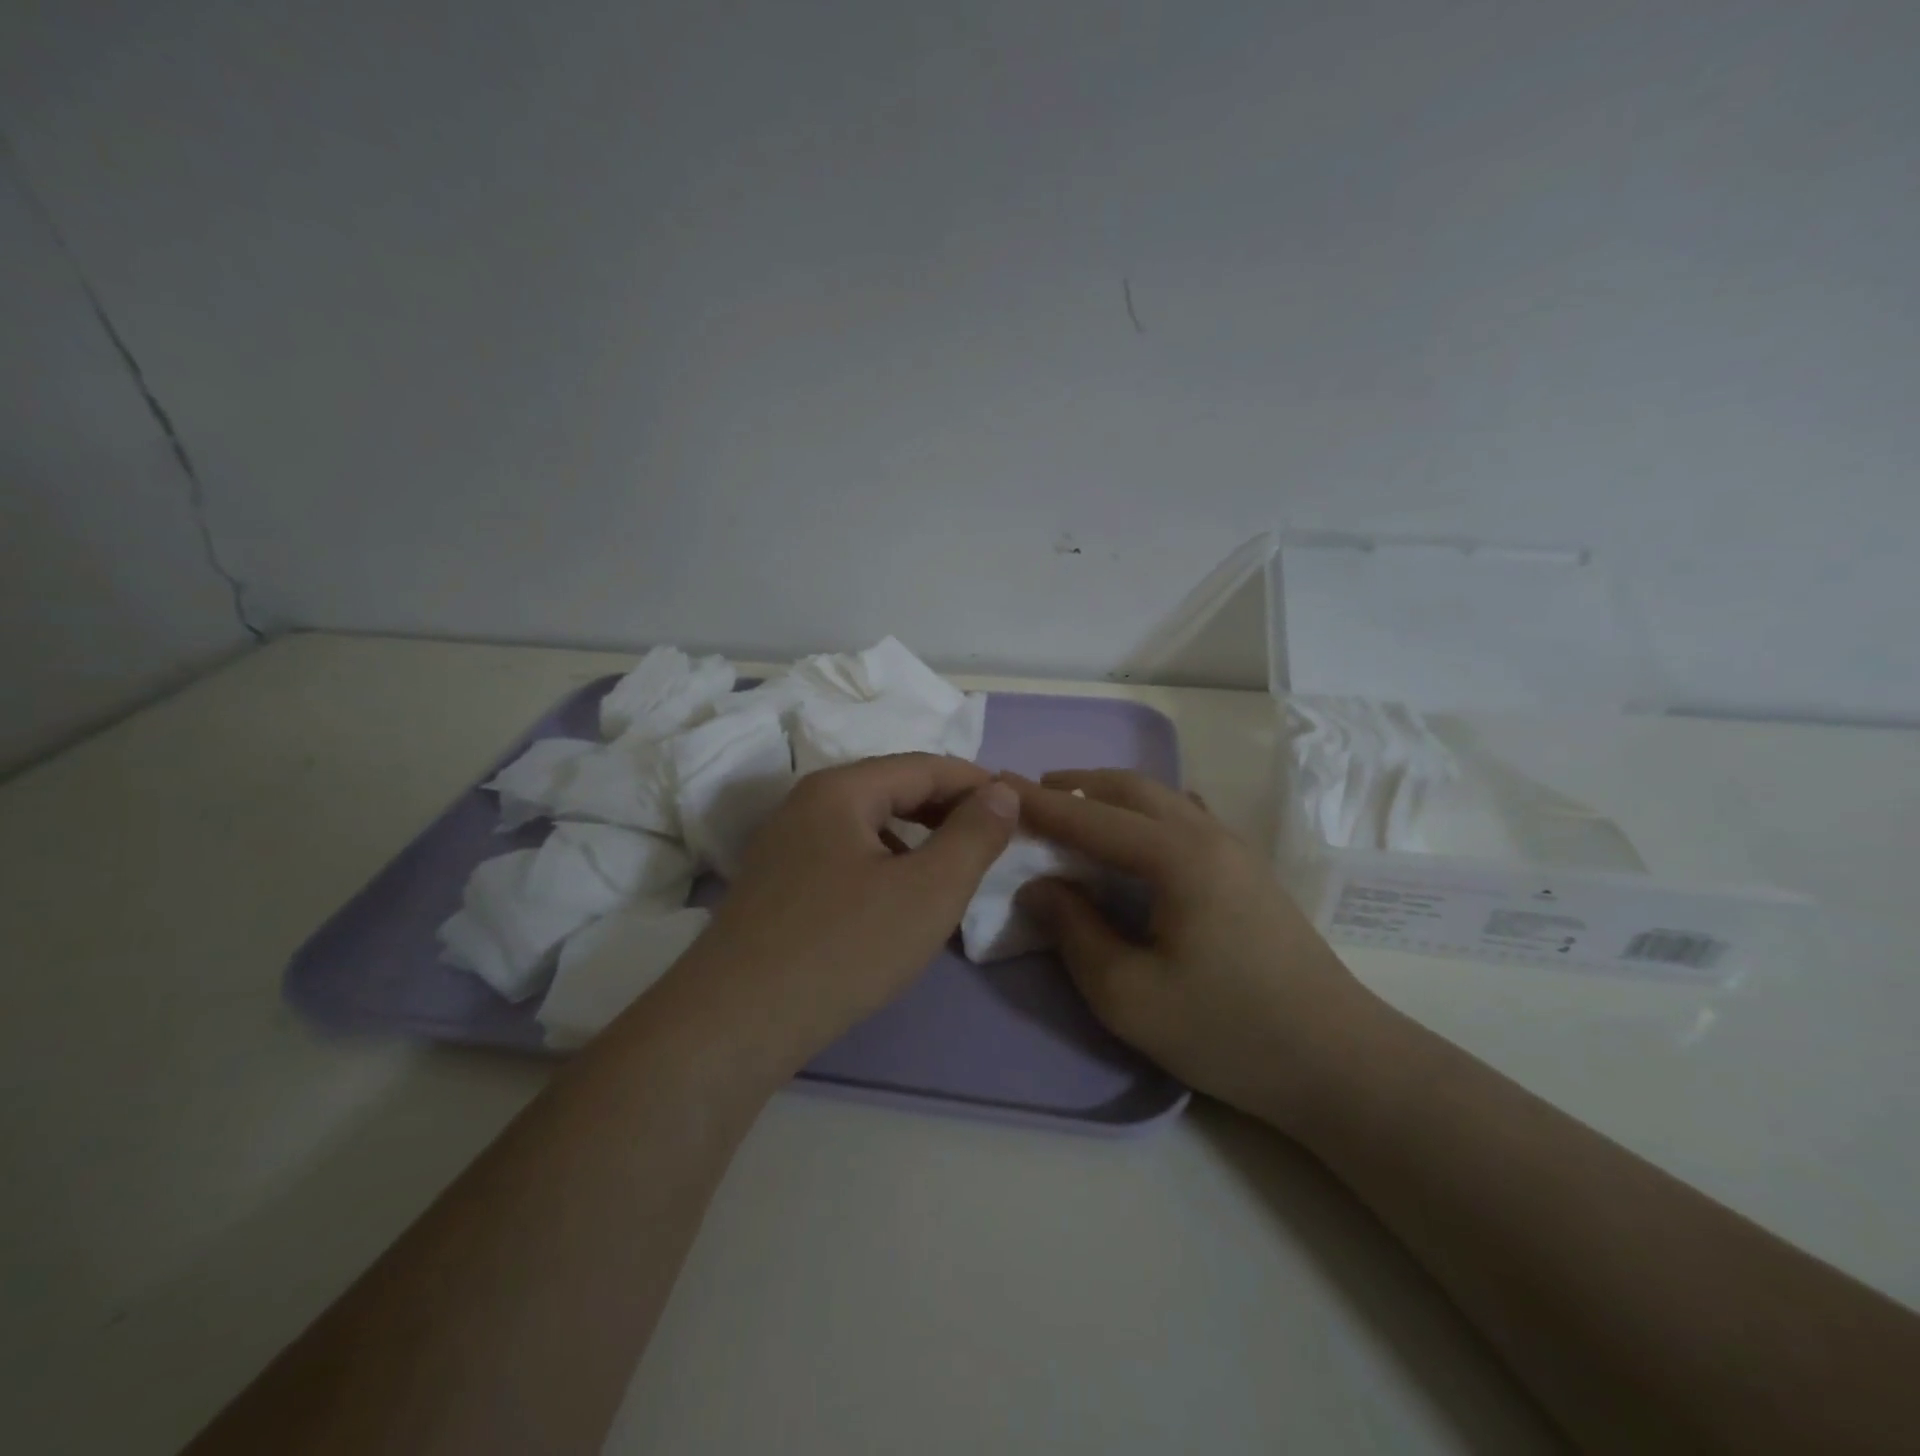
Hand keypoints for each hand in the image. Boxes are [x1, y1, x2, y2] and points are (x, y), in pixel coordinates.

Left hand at [683, 754, 1019, 1065]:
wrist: (734, 1024)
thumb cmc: (844, 947)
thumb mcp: (929, 890)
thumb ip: (974, 835)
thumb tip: (1002, 792)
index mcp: (842, 789)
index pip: (925, 766)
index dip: (977, 782)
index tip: (1019, 806)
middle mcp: (806, 804)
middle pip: (892, 789)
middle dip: (947, 809)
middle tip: (992, 837)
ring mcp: (784, 845)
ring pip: (867, 825)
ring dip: (916, 837)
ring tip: (950, 869)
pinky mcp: (775, 885)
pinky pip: (844, 855)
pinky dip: (884, 864)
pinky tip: (896, 900)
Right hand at [1012, 770, 1381, 1132]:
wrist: (1339, 1062)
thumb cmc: (1227, 1031)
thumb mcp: (1128, 995)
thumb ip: (1074, 931)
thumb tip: (1039, 886)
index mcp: (1176, 856)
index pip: (1091, 816)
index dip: (1039, 802)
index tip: (995, 783)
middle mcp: (1206, 835)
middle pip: (1131, 789)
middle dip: (1076, 786)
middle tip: (1031, 798)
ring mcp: (1235, 849)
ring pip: (1162, 798)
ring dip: (1112, 797)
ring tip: (1076, 813)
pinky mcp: (1248, 870)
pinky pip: (1186, 817)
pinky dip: (1146, 813)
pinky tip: (1138, 839)